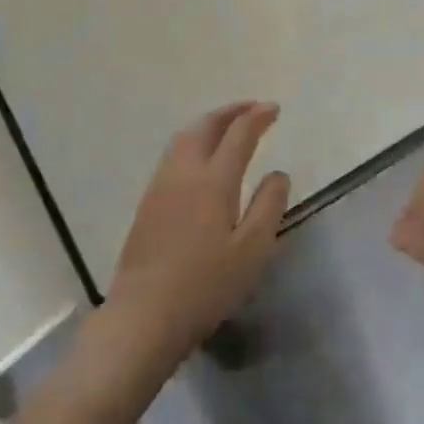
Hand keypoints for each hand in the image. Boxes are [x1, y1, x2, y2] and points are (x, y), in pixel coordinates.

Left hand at [106, 102, 291, 367]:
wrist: (144, 315)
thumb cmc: (206, 285)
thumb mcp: (253, 250)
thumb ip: (268, 206)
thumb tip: (278, 174)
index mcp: (214, 181)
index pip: (239, 135)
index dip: (257, 117)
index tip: (274, 109)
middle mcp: (184, 173)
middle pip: (205, 127)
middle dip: (230, 112)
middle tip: (252, 108)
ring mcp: (160, 187)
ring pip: (184, 138)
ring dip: (209, 124)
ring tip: (228, 126)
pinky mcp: (147, 204)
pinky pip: (172, 155)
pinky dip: (193, 141)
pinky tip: (200, 159)